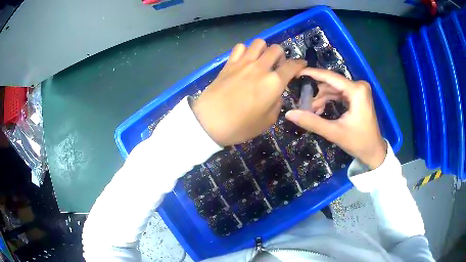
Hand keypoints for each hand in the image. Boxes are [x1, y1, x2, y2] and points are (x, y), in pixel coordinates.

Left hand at [192, 39, 306, 145]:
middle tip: (277, 67)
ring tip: (261, 61)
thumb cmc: (240, 126)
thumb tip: (277, 93)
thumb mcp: (267, 121)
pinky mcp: (229, 63)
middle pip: (276, 49)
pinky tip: (244, 61)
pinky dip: (245, 51)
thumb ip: (277, 103)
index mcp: (274, 83)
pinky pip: (240, 47)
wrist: (209, 122)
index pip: (292, 66)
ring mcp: (243, 63)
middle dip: (281, 56)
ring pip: (259, 42)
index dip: (300, 64)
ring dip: (264, 50)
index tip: (301, 65)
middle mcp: (261, 67)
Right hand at [285, 68, 386, 168]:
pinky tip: (320, 110)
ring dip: (321, 98)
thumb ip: (312, 122)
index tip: (296, 73)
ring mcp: (359, 90)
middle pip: (331, 83)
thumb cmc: (358, 142)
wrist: (374, 152)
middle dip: (316, 93)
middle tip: (302, 103)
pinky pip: (339, 93)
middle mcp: (359, 86)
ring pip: (334, 89)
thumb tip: (289, 114)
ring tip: (311, 111)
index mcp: (356, 91)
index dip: (312, 74)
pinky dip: (329, 100)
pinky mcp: (358, 96)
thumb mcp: (334, 133)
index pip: (330, 77)